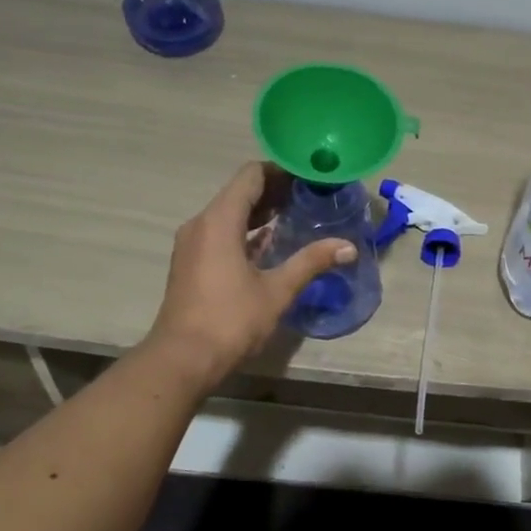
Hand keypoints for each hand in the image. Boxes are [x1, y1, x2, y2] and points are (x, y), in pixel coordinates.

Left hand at [144, 162, 355, 389]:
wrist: (182, 359)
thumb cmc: (230, 320)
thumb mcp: (277, 291)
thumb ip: (311, 262)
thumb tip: (348, 247)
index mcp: (219, 221)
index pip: (251, 176)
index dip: (282, 171)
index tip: (310, 177)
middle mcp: (201, 224)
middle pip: (239, 192)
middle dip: (275, 192)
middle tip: (310, 197)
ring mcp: (193, 244)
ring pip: (229, 214)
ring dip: (260, 213)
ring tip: (296, 217)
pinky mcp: (191, 263)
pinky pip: (221, 234)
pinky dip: (245, 232)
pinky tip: (270, 245)